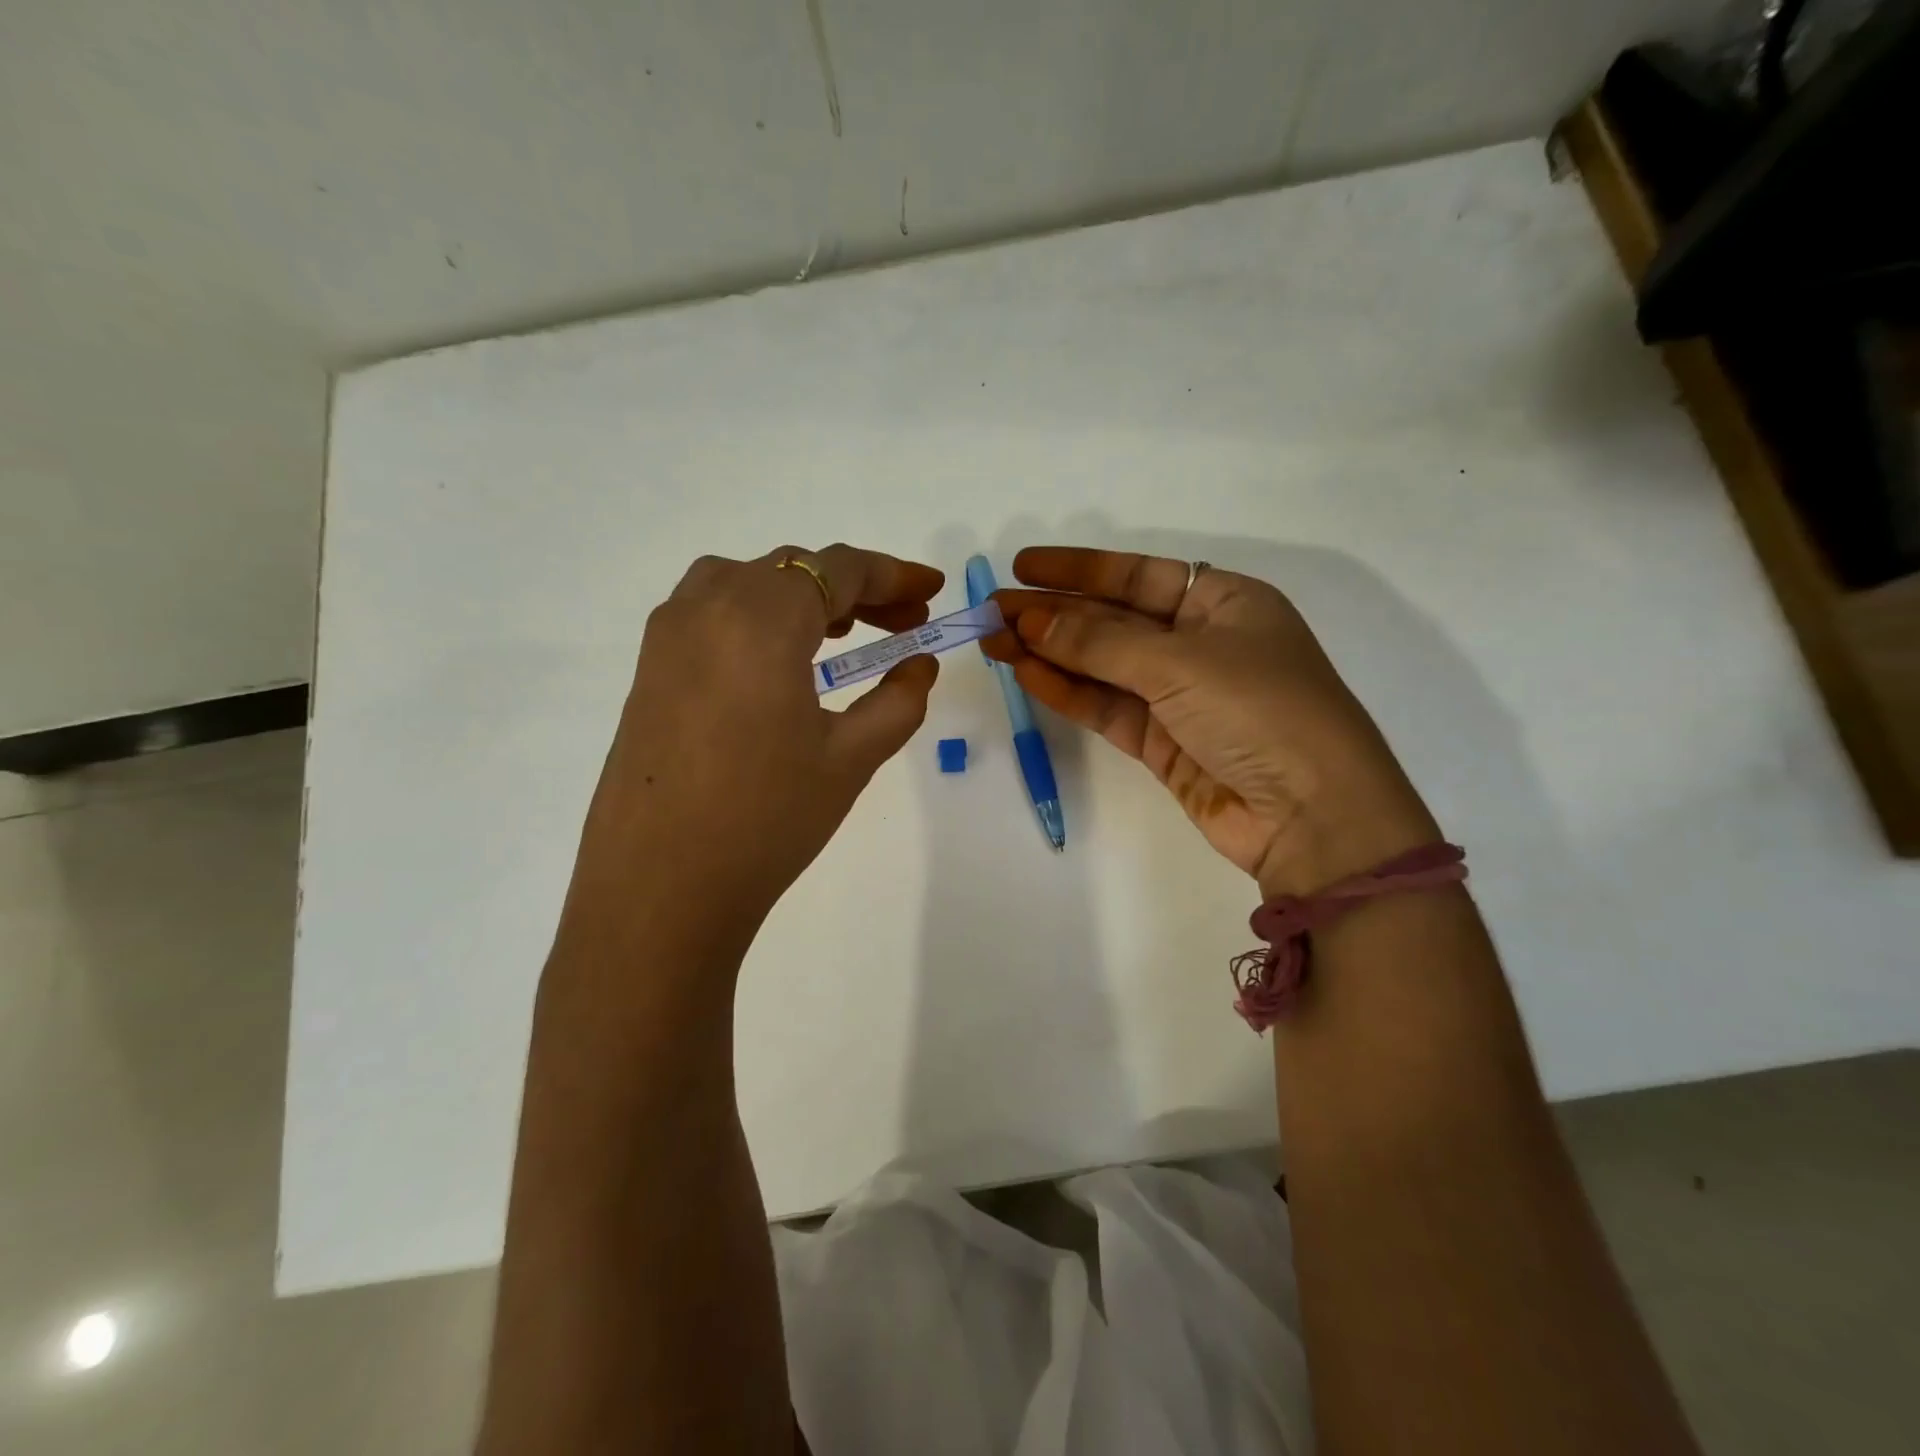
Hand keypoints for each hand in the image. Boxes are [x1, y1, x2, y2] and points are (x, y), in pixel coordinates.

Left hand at [557, 545, 943, 961]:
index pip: (838, 569)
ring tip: (843, 635)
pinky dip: (759, 615)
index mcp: (762, 617)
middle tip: (903, 623)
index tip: (932, 587)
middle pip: (794, 569)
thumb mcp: (851, 758)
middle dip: (856, 589)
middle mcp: (707, 605)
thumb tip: (920, 666)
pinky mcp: (649, 666)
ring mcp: (668, 634)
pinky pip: (713, 612)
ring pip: (749, 583)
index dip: (893, 573)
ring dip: (804, 596)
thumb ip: (898, 701)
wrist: (660, 887)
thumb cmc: (767, 819)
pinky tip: (781, 662)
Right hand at [986, 547, 1437, 897]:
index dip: (1079, 569)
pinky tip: (1026, 673)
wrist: (1311, 816)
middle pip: (1113, 620)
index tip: (1023, 568)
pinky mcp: (1163, 742)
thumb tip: (1031, 622)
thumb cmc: (1260, 710)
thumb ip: (1100, 643)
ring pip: (1103, 666)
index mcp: (1223, 603)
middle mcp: (1201, 643)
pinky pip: (1106, 707)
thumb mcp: (1181, 663)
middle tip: (991, 610)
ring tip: (993, 641)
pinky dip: (1068, 691)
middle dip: (1053, 614)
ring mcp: (1180, 696)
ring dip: (1050, 653)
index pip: (1138, 575)